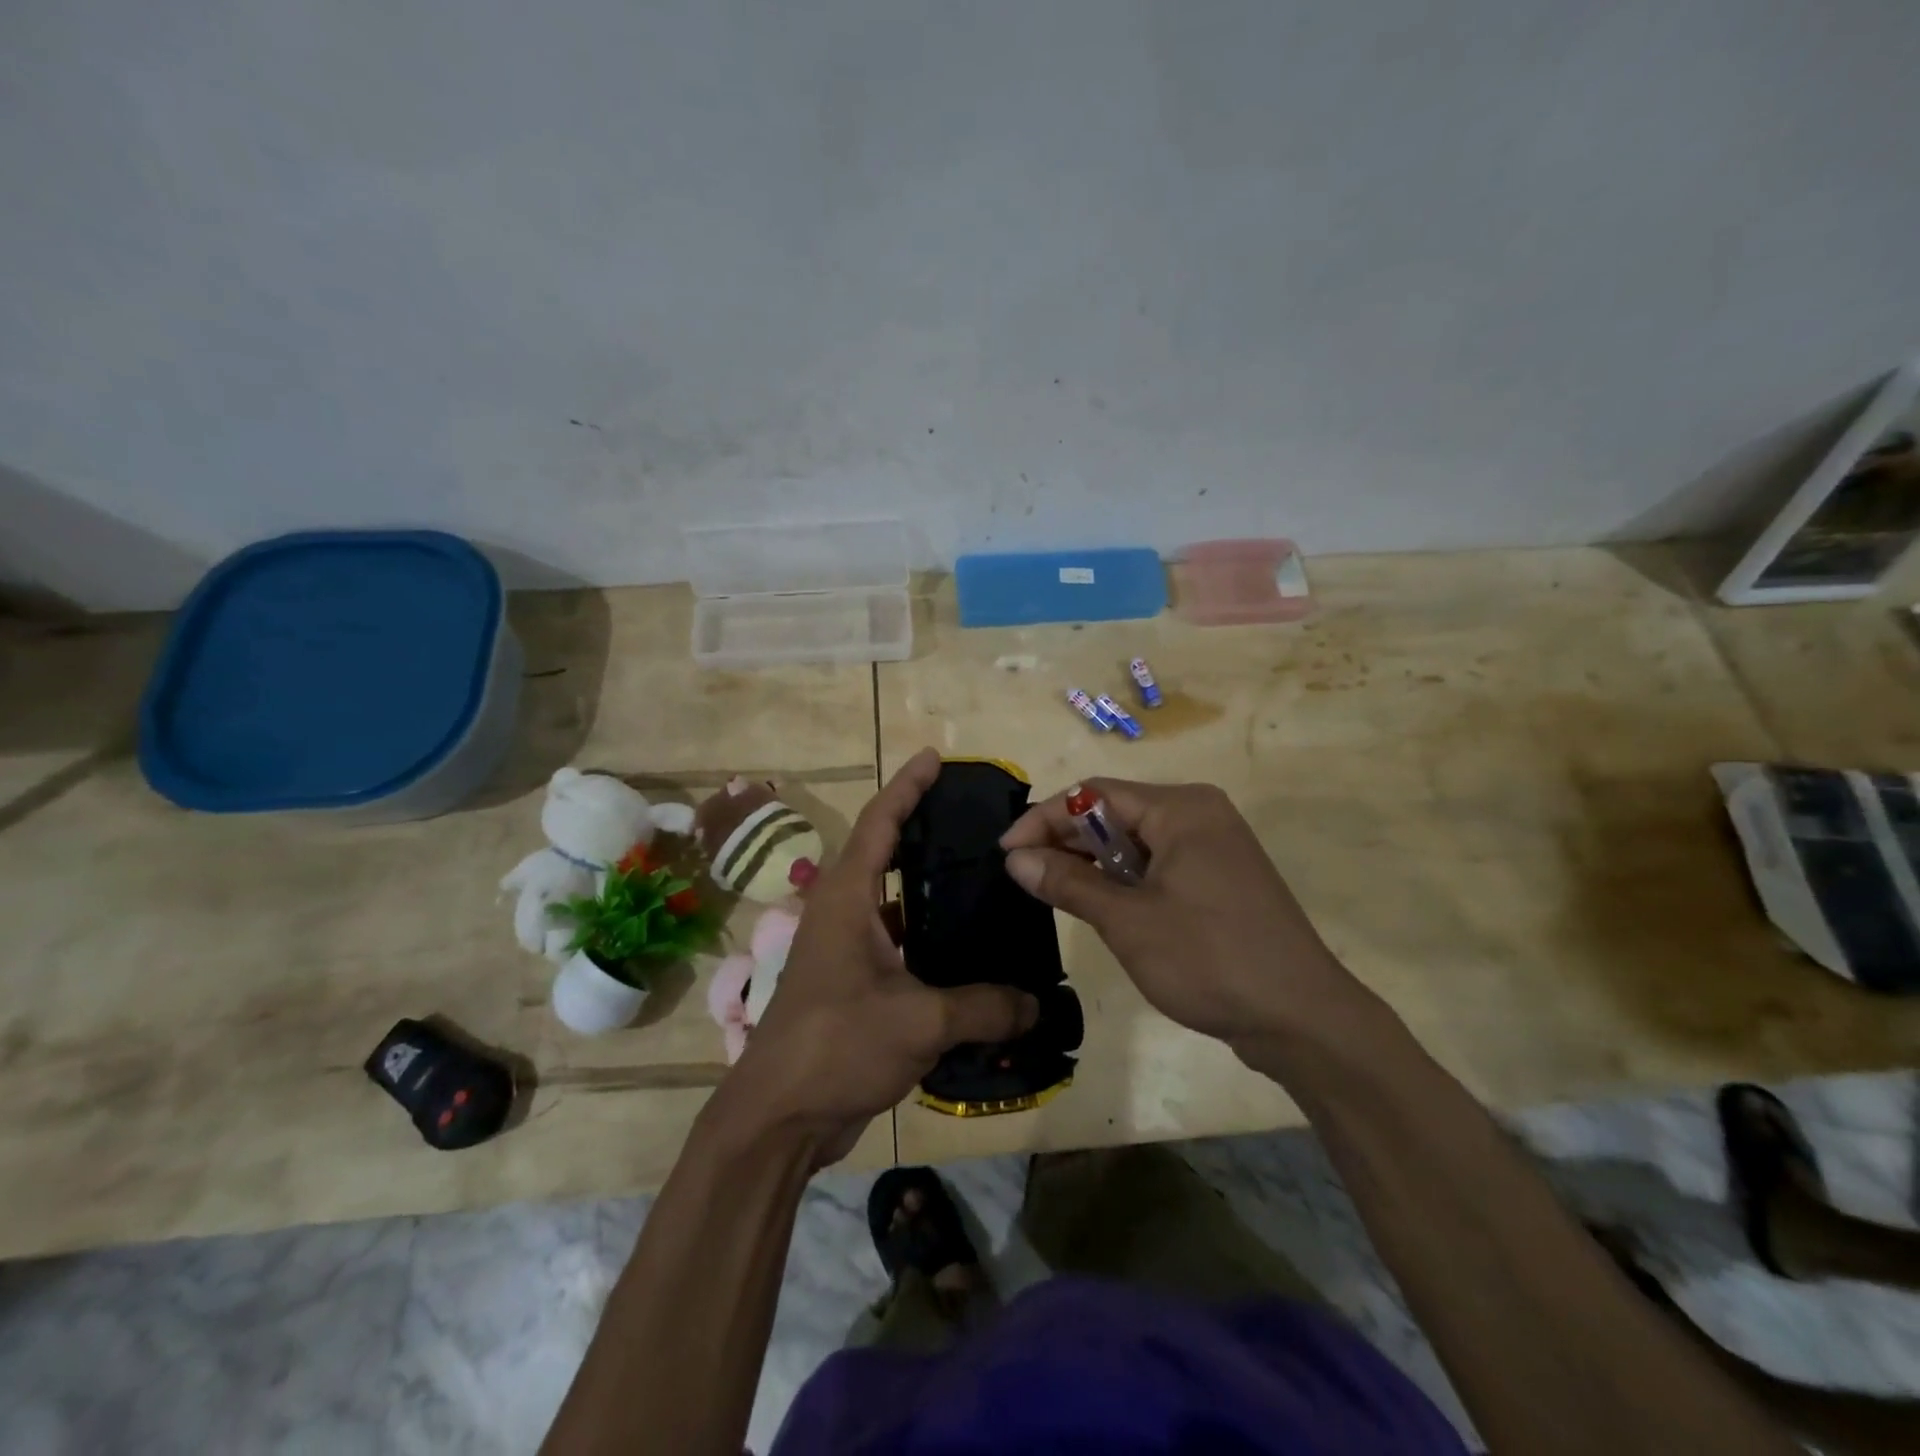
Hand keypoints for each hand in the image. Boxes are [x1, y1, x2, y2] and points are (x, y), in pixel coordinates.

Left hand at [721, 748, 1037, 1167]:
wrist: (778, 1118)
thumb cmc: (836, 1047)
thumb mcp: (919, 1020)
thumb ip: (984, 1006)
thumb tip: (1037, 1002)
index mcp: (846, 898)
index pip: (879, 823)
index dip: (907, 787)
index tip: (934, 758)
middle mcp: (842, 912)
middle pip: (884, 852)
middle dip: (922, 827)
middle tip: (974, 817)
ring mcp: (846, 949)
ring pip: (893, 901)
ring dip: (928, 886)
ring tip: (981, 874)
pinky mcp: (854, 983)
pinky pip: (899, 942)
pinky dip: (929, 934)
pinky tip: (968, 945)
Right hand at [1000, 779, 1362, 1052]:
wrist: (1302, 1019)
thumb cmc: (1210, 960)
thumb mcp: (1128, 921)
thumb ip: (1069, 882)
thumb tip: (1015, 859)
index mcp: (1181, 808)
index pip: (1095, 794)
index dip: (1044, 819)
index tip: (1006, 852)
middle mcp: (1199, 813)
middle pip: (1116, 811)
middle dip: (1066, 839)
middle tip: (1023, 873)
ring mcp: (1214, 846)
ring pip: (1136, 839)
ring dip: (1093, 860)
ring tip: (1051, 888)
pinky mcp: (1220, 877)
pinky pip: (1159, 862)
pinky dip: (1124, 877)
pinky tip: (1099, 901)